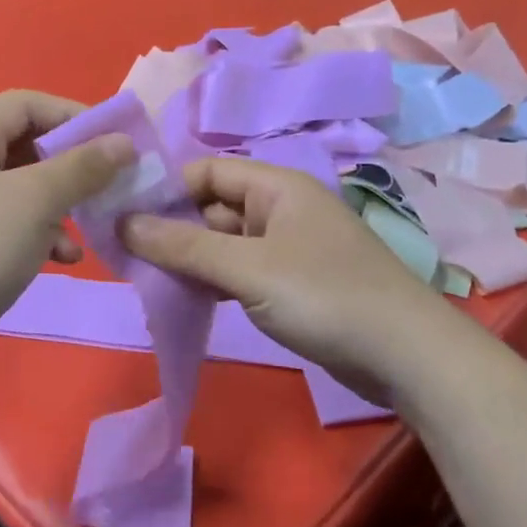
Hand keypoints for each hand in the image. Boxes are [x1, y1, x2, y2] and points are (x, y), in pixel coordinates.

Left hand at [0, 90, 132, 402]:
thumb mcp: (35, 201)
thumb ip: (82, 167)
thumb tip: (124, 142)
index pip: (25, 104)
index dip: (72, 115)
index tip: (115, 141)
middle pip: (25, 146)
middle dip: (71, 165)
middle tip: (110, 185)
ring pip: (22, 191)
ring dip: (61, 205)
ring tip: (90, 227)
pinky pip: (10, 227)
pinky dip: (41, 236)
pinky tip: (63, 260)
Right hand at [121, 157, 457, 401]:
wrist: (404, 354)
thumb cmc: (324, 296)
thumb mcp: (247, 268)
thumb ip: (185, 246)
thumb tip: (123, 223)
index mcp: (276, 186)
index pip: (206, 172)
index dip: (165, 191)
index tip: (122, 220)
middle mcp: (281, 207)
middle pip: (213, 207)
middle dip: (173, 229)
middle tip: (127, 259)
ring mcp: (288, 246)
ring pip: (225, 242)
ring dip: (192, 259)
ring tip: (147, 282)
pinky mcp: (293, 282)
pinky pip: (242, 270)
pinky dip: (215, 281)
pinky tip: (188, 300)